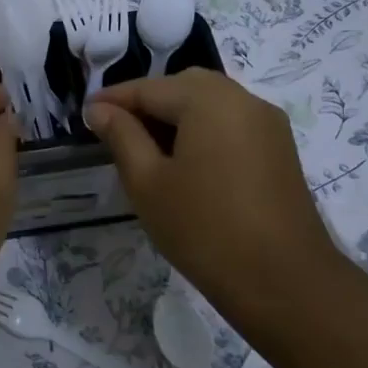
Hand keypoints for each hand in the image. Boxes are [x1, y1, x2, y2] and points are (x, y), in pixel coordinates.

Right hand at [86, 71, 342, 329]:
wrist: (283, 281)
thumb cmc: (203, 229)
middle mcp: (243, 99)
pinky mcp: (279, 149)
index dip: (113, 99)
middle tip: (115, 130)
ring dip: (176, 116)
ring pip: (211, 103)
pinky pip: (232, 123)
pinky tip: (184, 162)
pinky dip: (202, 129)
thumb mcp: (147, 182)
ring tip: (145, 148)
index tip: (84, 115)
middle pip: (184, 86)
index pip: (150, 87)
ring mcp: (268, 124)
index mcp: (209, 100)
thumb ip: (122, 137)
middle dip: (147, 102)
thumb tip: (100, 110)